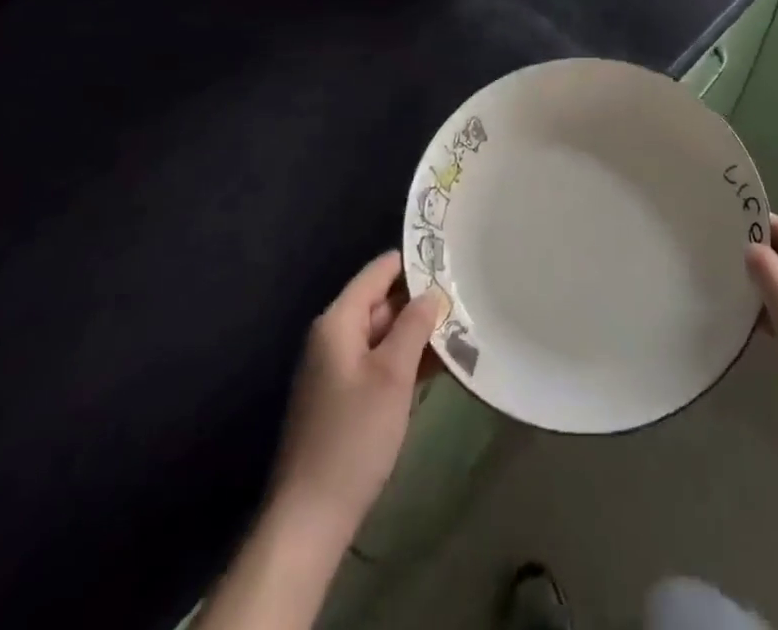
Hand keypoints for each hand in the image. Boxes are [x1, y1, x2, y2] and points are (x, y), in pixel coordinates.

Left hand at [267, 251, 447, 544]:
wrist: (310, 518)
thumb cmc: (353, 436)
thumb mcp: (392, 375)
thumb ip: (414, 325)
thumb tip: (433, 292)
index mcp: (338, 321)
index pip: (379, 271)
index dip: (414, 262)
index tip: (452, 259)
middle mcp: (334, 336)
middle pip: (383, 301)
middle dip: (422, 300)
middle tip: (467, 296)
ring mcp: (338, 368)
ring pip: (385, 334)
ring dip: (419, 333)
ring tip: (464, 326)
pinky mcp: (345, 397)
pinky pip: (380, 362)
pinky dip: (408, 359)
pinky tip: (443, 364)